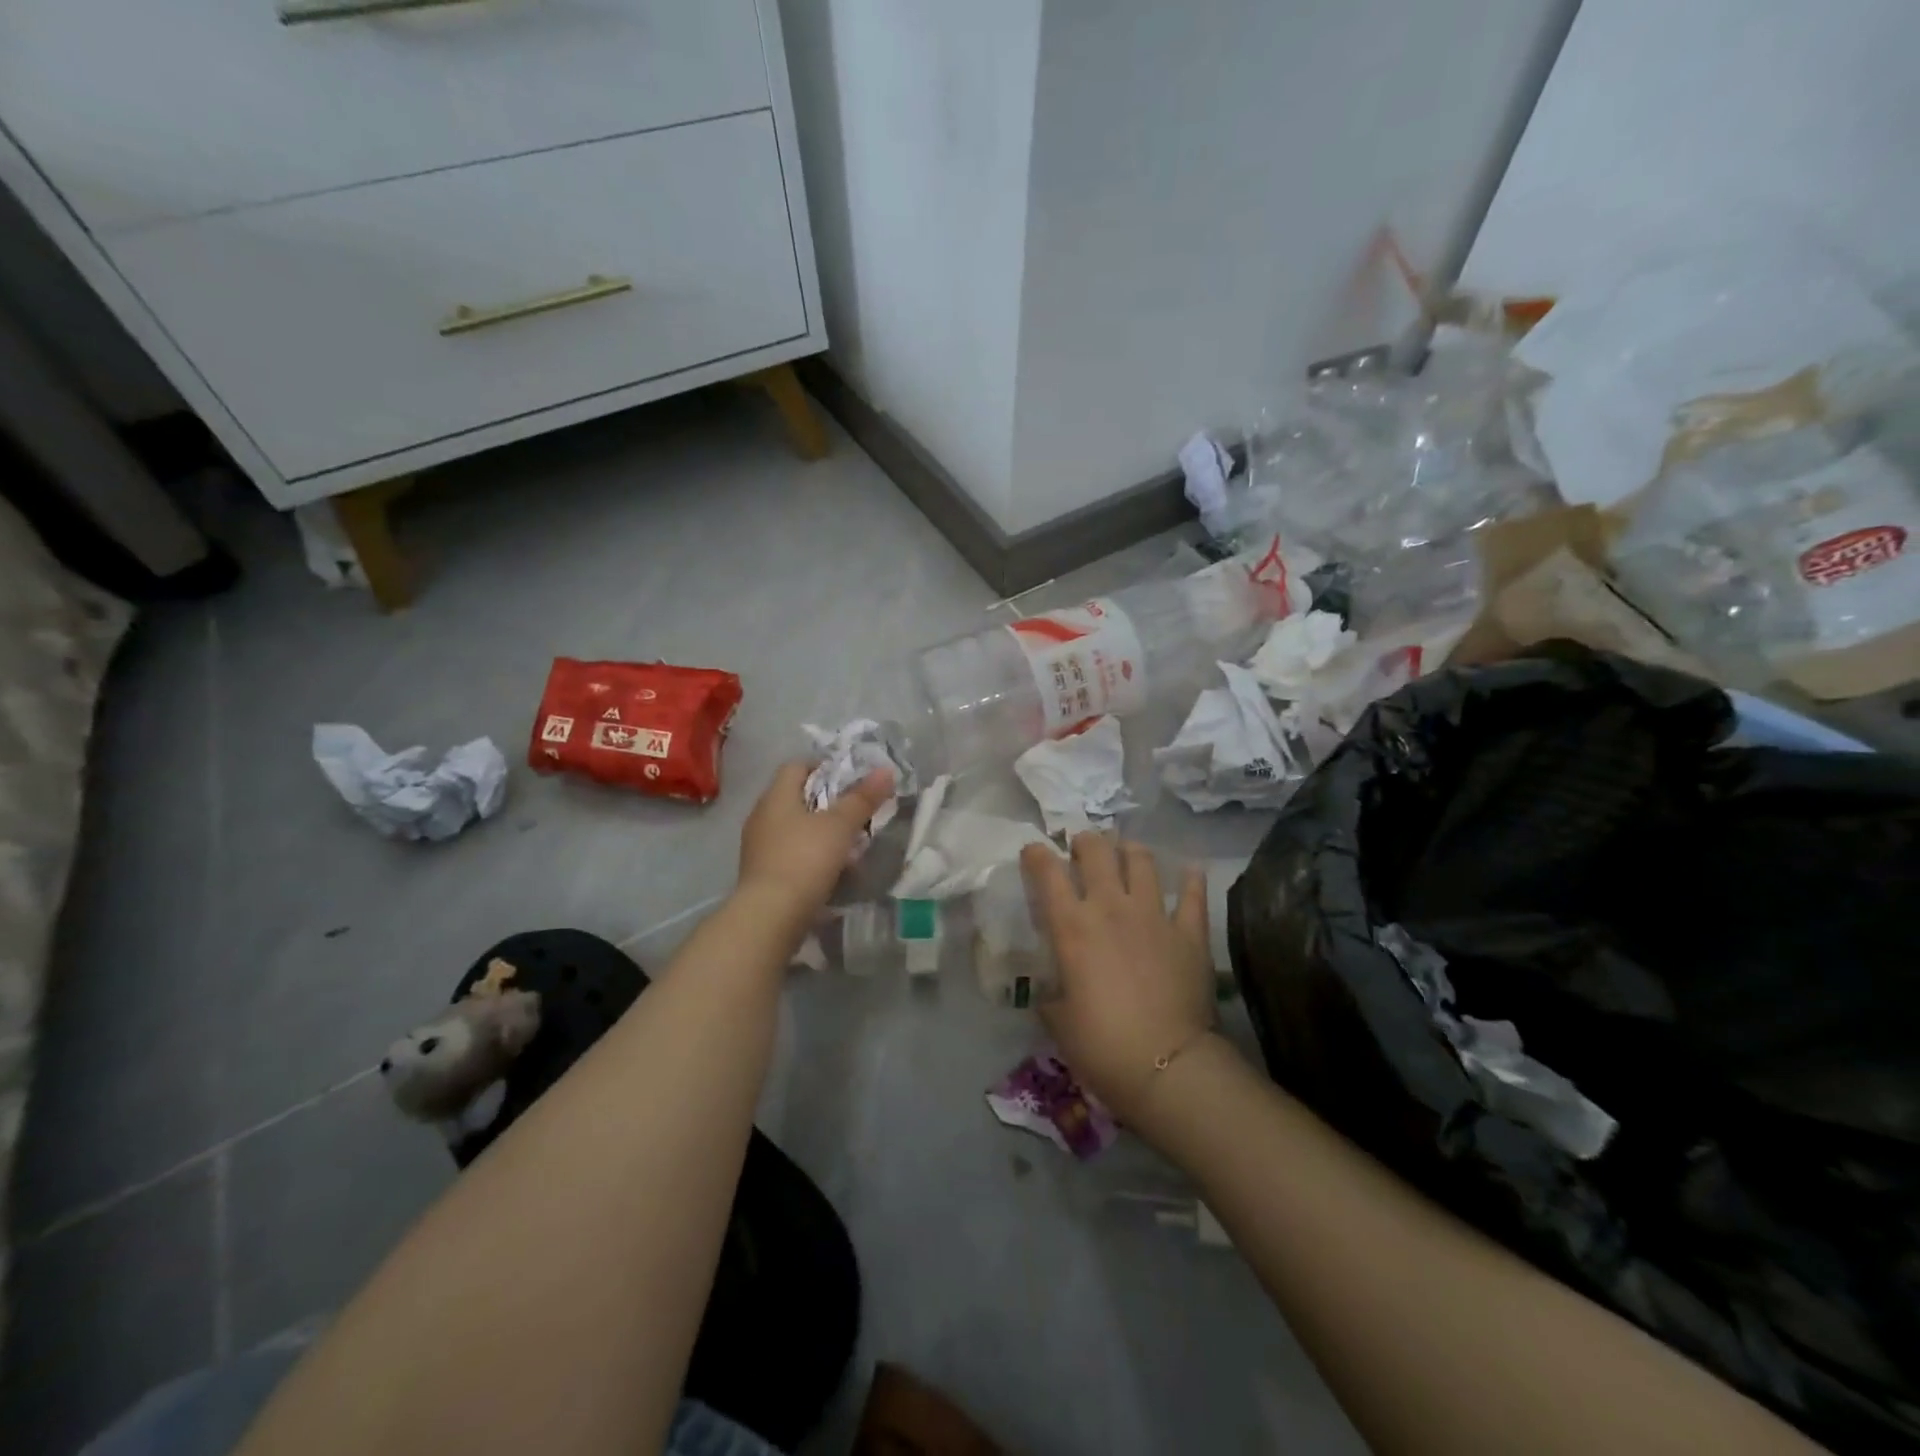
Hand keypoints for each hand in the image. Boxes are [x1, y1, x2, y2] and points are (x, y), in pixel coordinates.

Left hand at [738, 761, 892, 918]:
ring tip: (849, 843)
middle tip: (856, 811)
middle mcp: (762, 817)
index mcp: (776, 797)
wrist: (770, 917)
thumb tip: (885, 770)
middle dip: (827, 802)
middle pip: (796, 798)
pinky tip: (831, 870)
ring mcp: (758, 848)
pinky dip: (810, 856)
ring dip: (820, 832)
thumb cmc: (804, 860)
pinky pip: (790, 854)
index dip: (824, 767)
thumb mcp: (840, 826)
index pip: (796, 766)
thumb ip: (862, 798)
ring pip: (794, 828)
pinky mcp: (762, 875)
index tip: (851, 779)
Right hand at [1022, 833, 1216, 1125]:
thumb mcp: (1058, 1021)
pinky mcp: (1190, 931)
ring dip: (1130, 851)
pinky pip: (1192, 894)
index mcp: (1072, 926)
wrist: (1166, 1066)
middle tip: (1083, 850)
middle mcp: (1111, 908)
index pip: (1047, 873)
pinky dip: (1191, 879)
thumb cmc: (1101, 1046)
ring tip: (1127, 853)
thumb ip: (1052, 993)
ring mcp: (1154, 915)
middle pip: (1097, 851)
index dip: (1037, 855)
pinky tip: (1189, 871)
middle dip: (1086, 842)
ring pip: (1142, 861)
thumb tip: (1053, 989)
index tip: (1034, 853)